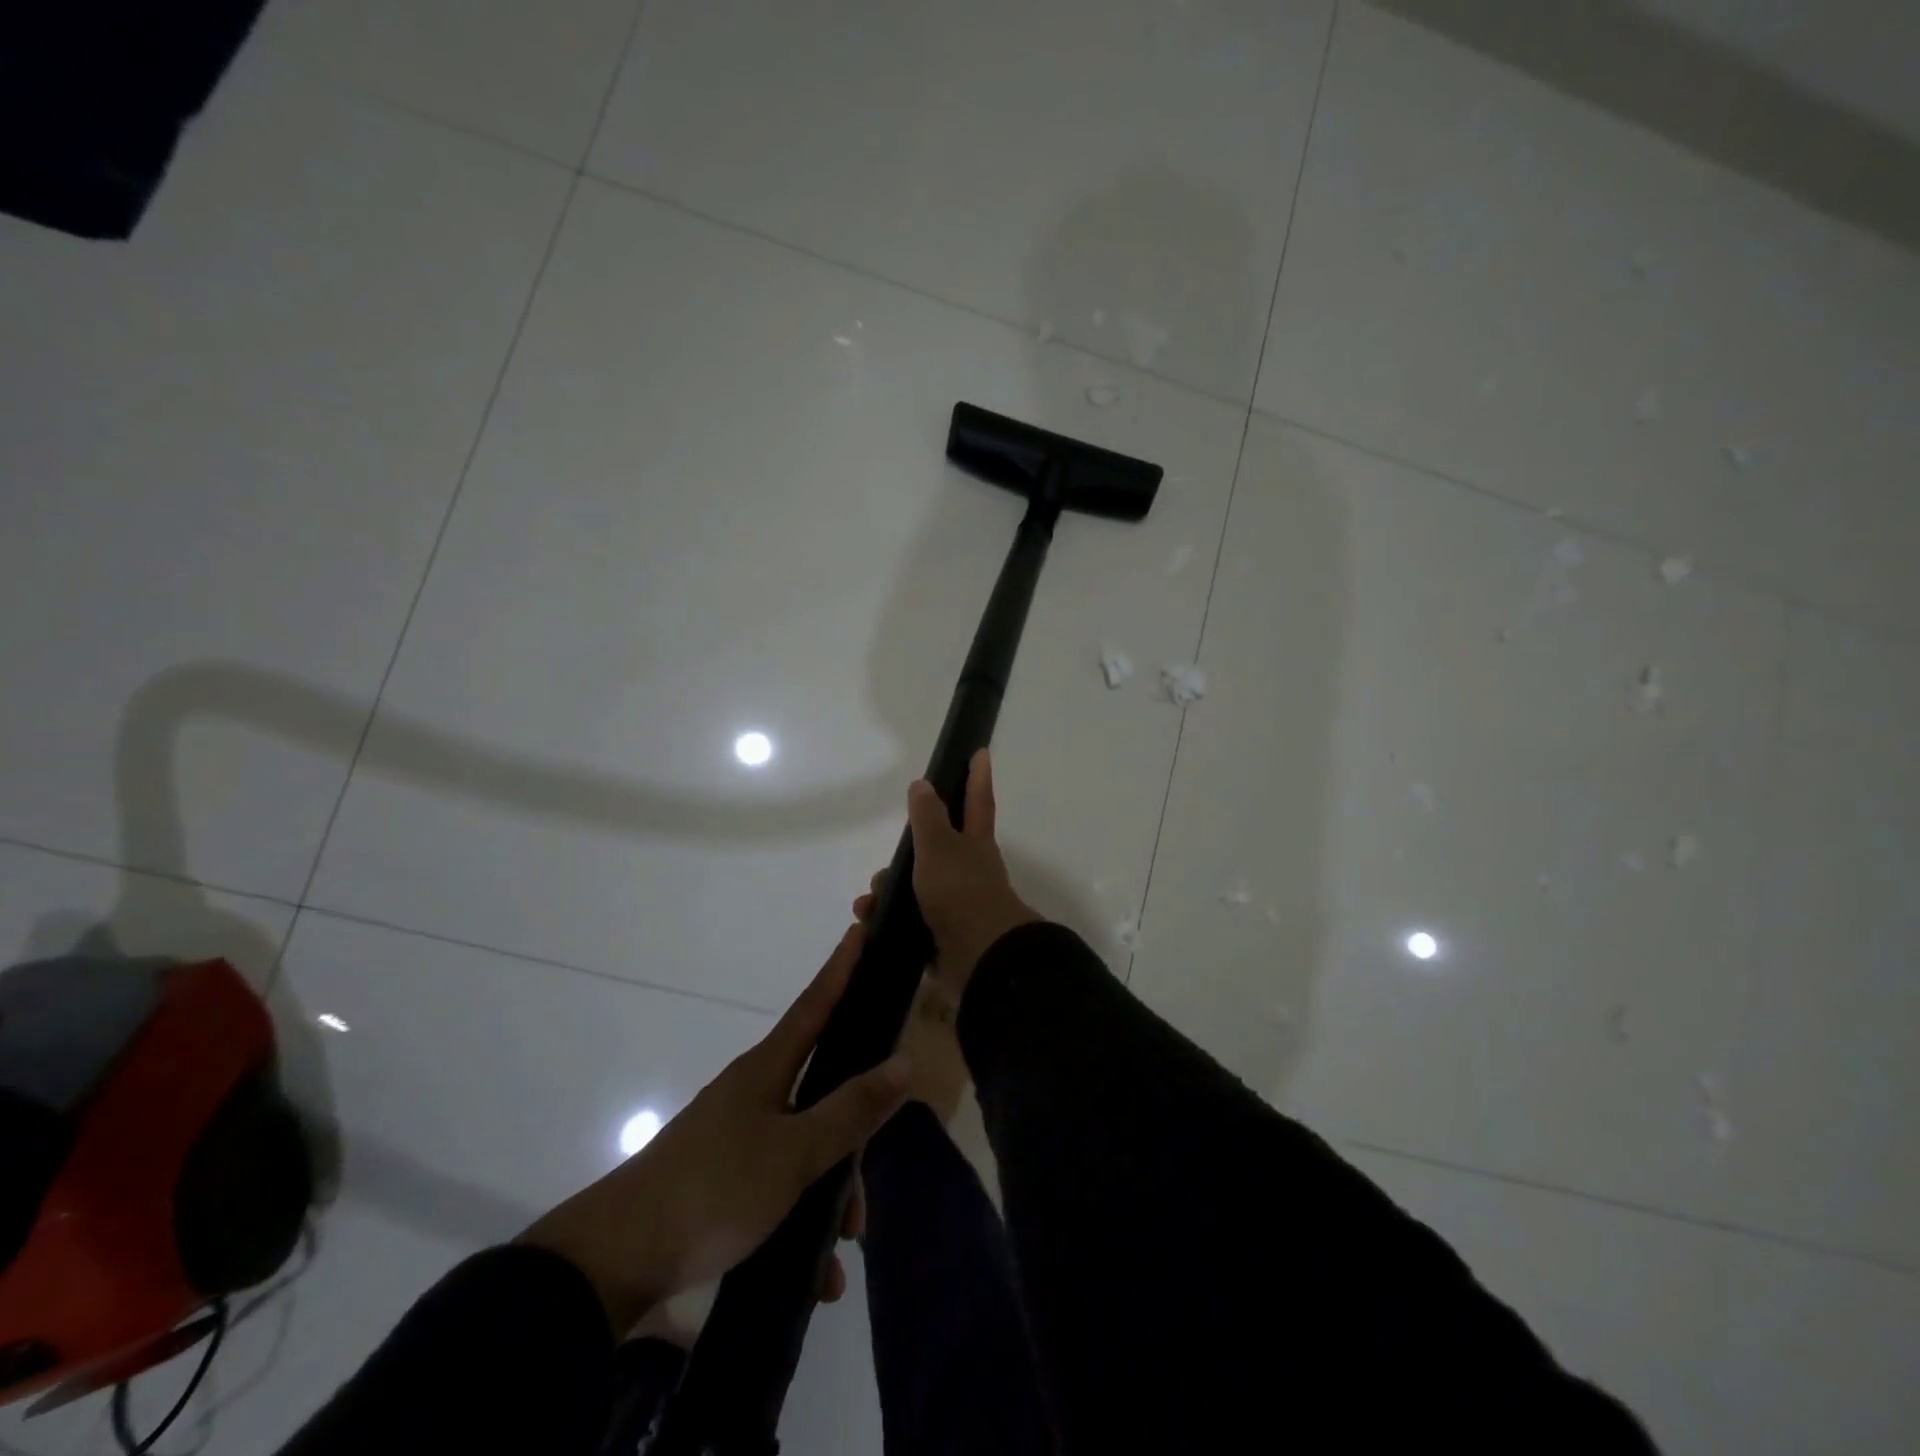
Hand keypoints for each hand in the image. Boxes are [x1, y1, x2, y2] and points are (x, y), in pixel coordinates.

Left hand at [518, 925, 909, 1334]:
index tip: (859, 931)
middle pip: (821, 1091)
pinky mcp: (721, 1177)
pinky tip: (817, 1273)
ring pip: (804, 1145)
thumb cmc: (714, 1189)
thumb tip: (905, 1063)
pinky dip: (801, 1218)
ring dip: (830, 1193)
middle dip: (852, 1137)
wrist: (615, 1260)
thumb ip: (851, 1110)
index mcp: (767, 1069)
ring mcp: (734, 1135)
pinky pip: (779, 1184)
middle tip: (867, 1192)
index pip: (815, 1004)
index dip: (840, 969)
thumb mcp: (794, 1154)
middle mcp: (753, 1092)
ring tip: (842, 1249)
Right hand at [853, 748, 1040, 997]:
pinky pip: (911, 918)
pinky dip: (889, 919)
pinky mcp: (945, 933)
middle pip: (937, 849)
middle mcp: (970, 869)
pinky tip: (870, 922)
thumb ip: (928, 816)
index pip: (977, 800)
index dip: (977, 776)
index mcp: (975, 843)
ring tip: (868, 901)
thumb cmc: (960, 891)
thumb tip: (923, 784)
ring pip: (918, 886)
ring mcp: (959, 902)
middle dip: (908, 852)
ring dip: (890, 891)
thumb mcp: (939, 846)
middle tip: (885, 866)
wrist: (979, 957)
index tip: (980, 751)